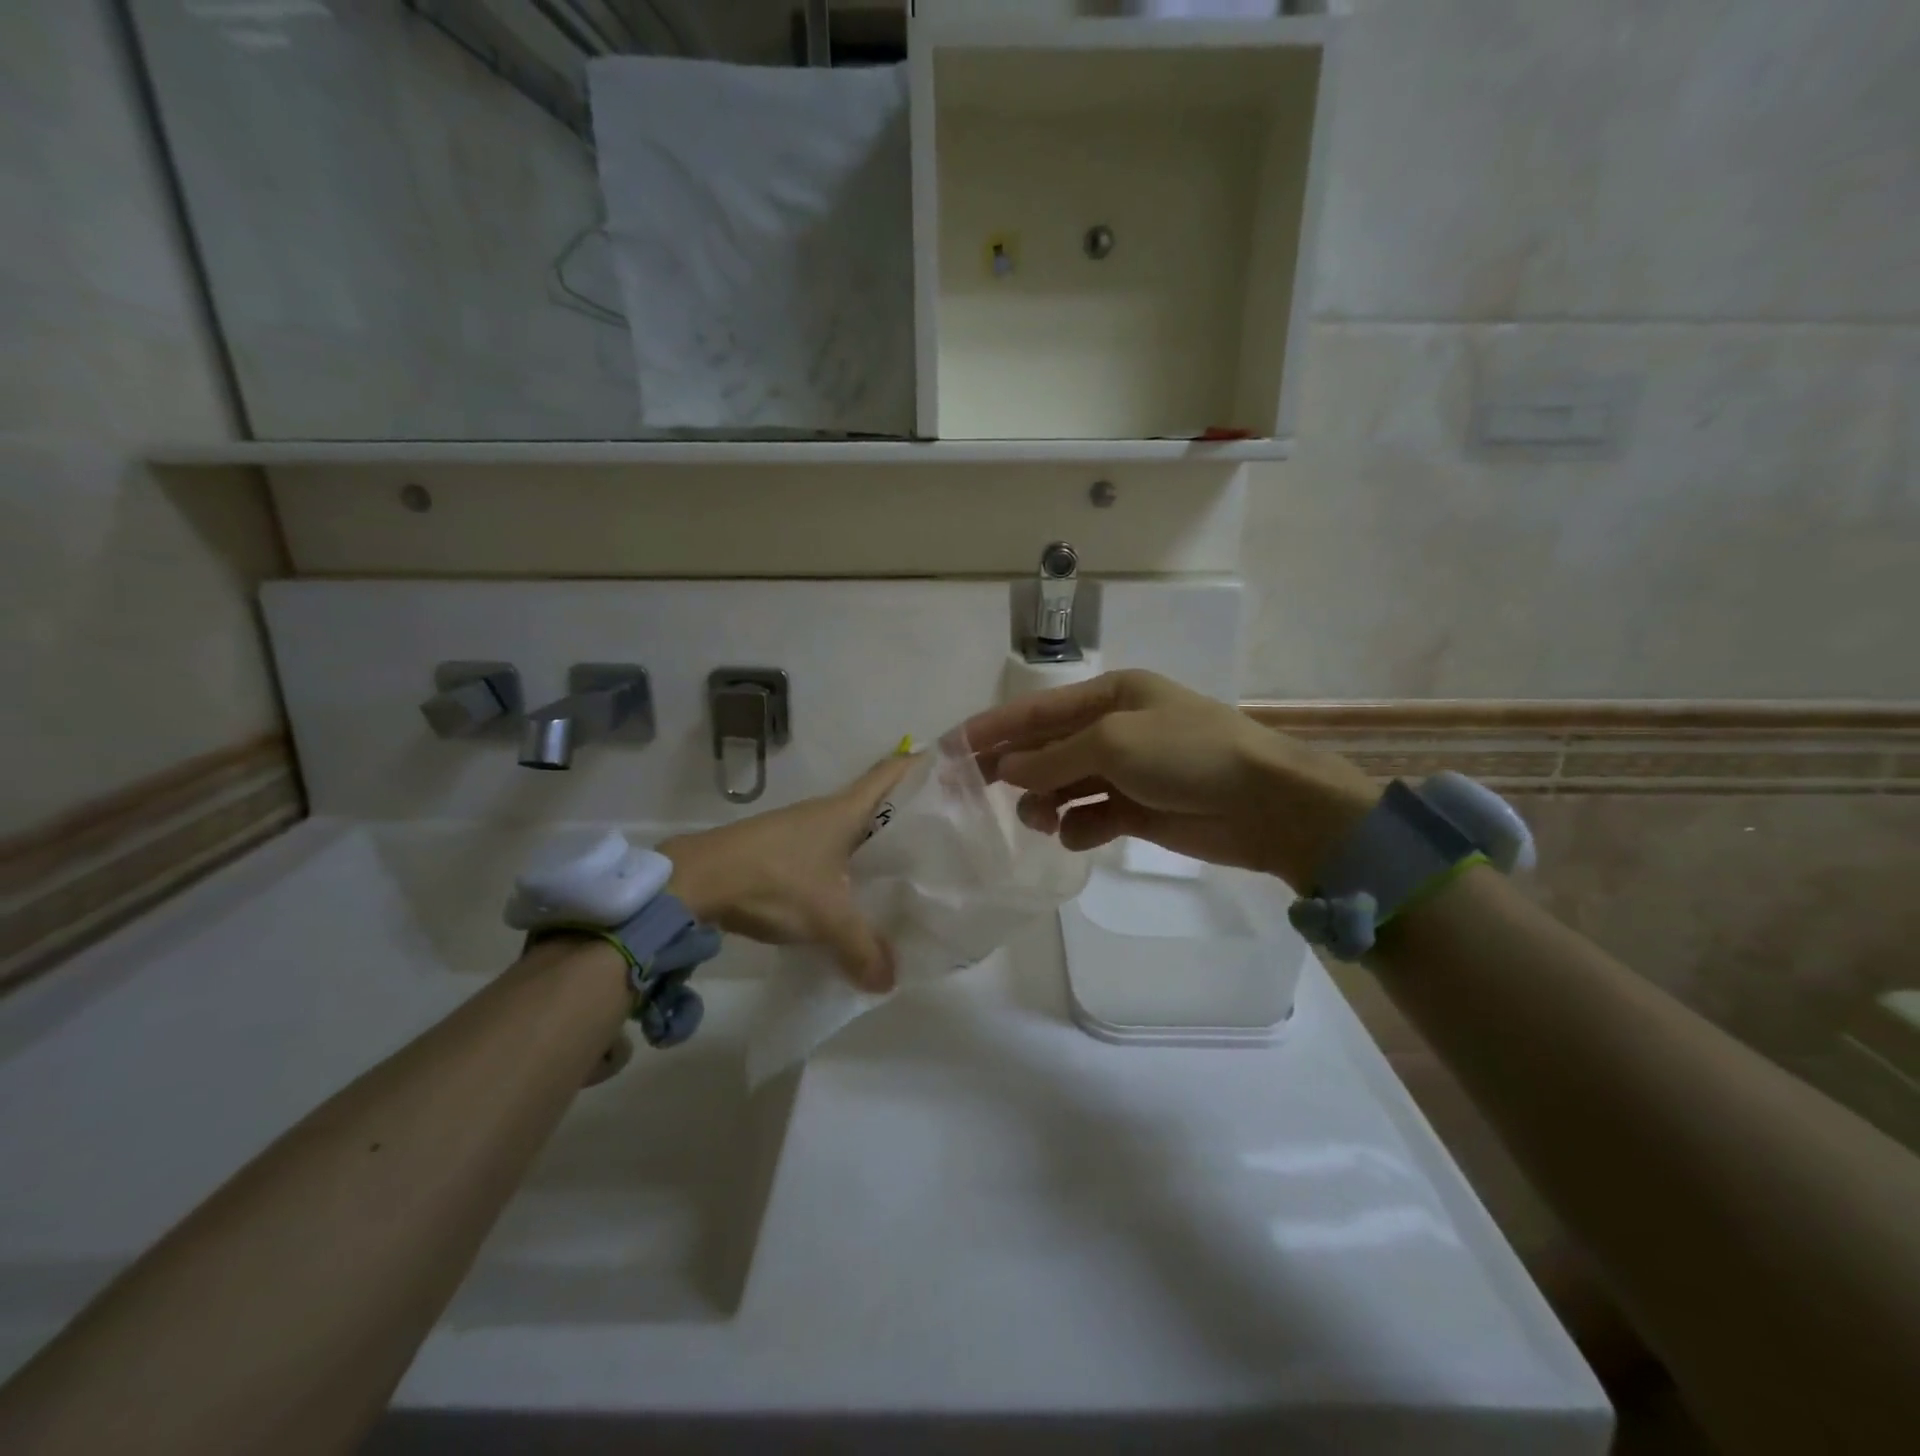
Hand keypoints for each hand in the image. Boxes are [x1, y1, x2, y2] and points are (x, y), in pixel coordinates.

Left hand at [657, 755, 916, 992]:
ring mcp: (801, 829)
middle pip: (878, 801)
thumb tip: (889, 982)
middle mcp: (826, 811)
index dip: (922, 766)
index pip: (892, 771)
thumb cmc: (774, 880)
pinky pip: (829, 851)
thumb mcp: (827, 918)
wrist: (696, 881)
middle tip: (942, 837)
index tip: (952, 772)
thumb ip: (863, 949)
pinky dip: (848, 865)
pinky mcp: (782, 849)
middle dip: (908, 815)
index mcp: (846, 810)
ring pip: (852, 830)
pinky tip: (855, 893)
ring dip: (876, 844)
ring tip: (907, 871)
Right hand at [962, 670, 1376, 888]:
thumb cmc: (1188, 753)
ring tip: (1038, 819)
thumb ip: (1053, 757)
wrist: (1267, 803)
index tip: (952, 749)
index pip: (1037, 710)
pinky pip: (1092, 816)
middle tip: (975, 793)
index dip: (993, 728)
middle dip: (1015, 769)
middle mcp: (1115, 728)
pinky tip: (1076, 836)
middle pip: (1047, 748)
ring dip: (1045, 801)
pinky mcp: (1139, 809)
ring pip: (1065, 785)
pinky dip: (1079, 827)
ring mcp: (1128, 771)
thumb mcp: (1114, 742)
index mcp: (1110, 695)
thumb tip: (1006, 770)